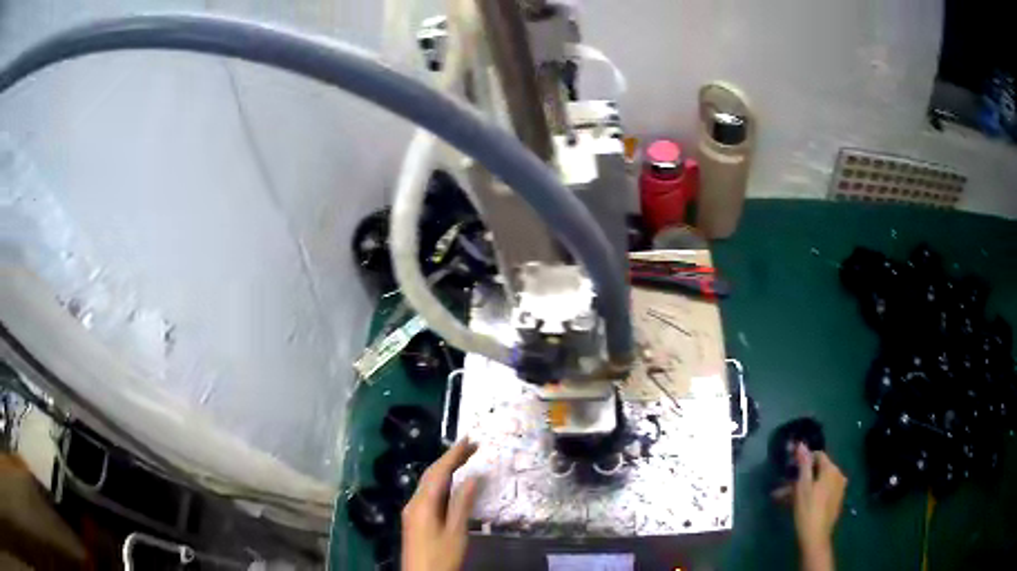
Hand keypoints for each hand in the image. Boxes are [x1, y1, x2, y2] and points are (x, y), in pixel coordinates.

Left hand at [402, 440, 479, 570]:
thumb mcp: (456, 532)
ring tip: (464, 459)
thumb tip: (472, 477)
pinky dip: (441, 483)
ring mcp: (412, 511)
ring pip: (428, 483)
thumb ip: (462, 504)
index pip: (439, 471)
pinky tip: (451, 484)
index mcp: (423, 503)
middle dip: (450, 458)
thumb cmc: (441, 557)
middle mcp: (414, 502)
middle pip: (431, 475)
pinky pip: (428, 493)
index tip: (469, 439)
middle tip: (471, 446)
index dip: (454, 454)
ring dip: (445, 470)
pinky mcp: (415, 519)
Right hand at [774, 444, 846, 570]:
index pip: (818, 455)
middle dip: (801, 476)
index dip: (804, 459)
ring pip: (820, 482)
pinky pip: (824, 491)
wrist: (816, 537)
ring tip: (786, 499)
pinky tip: (800, 504)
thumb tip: (801, 444)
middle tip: (784, 487)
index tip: (790, 468)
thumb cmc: (808, 510)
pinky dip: (812, 494)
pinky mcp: (836, 501)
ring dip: (804, 487)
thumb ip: (803, 464)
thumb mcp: (802, 486)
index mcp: (832, 469)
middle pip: (819, 470)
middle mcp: (839, 475)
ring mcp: (839, 489)